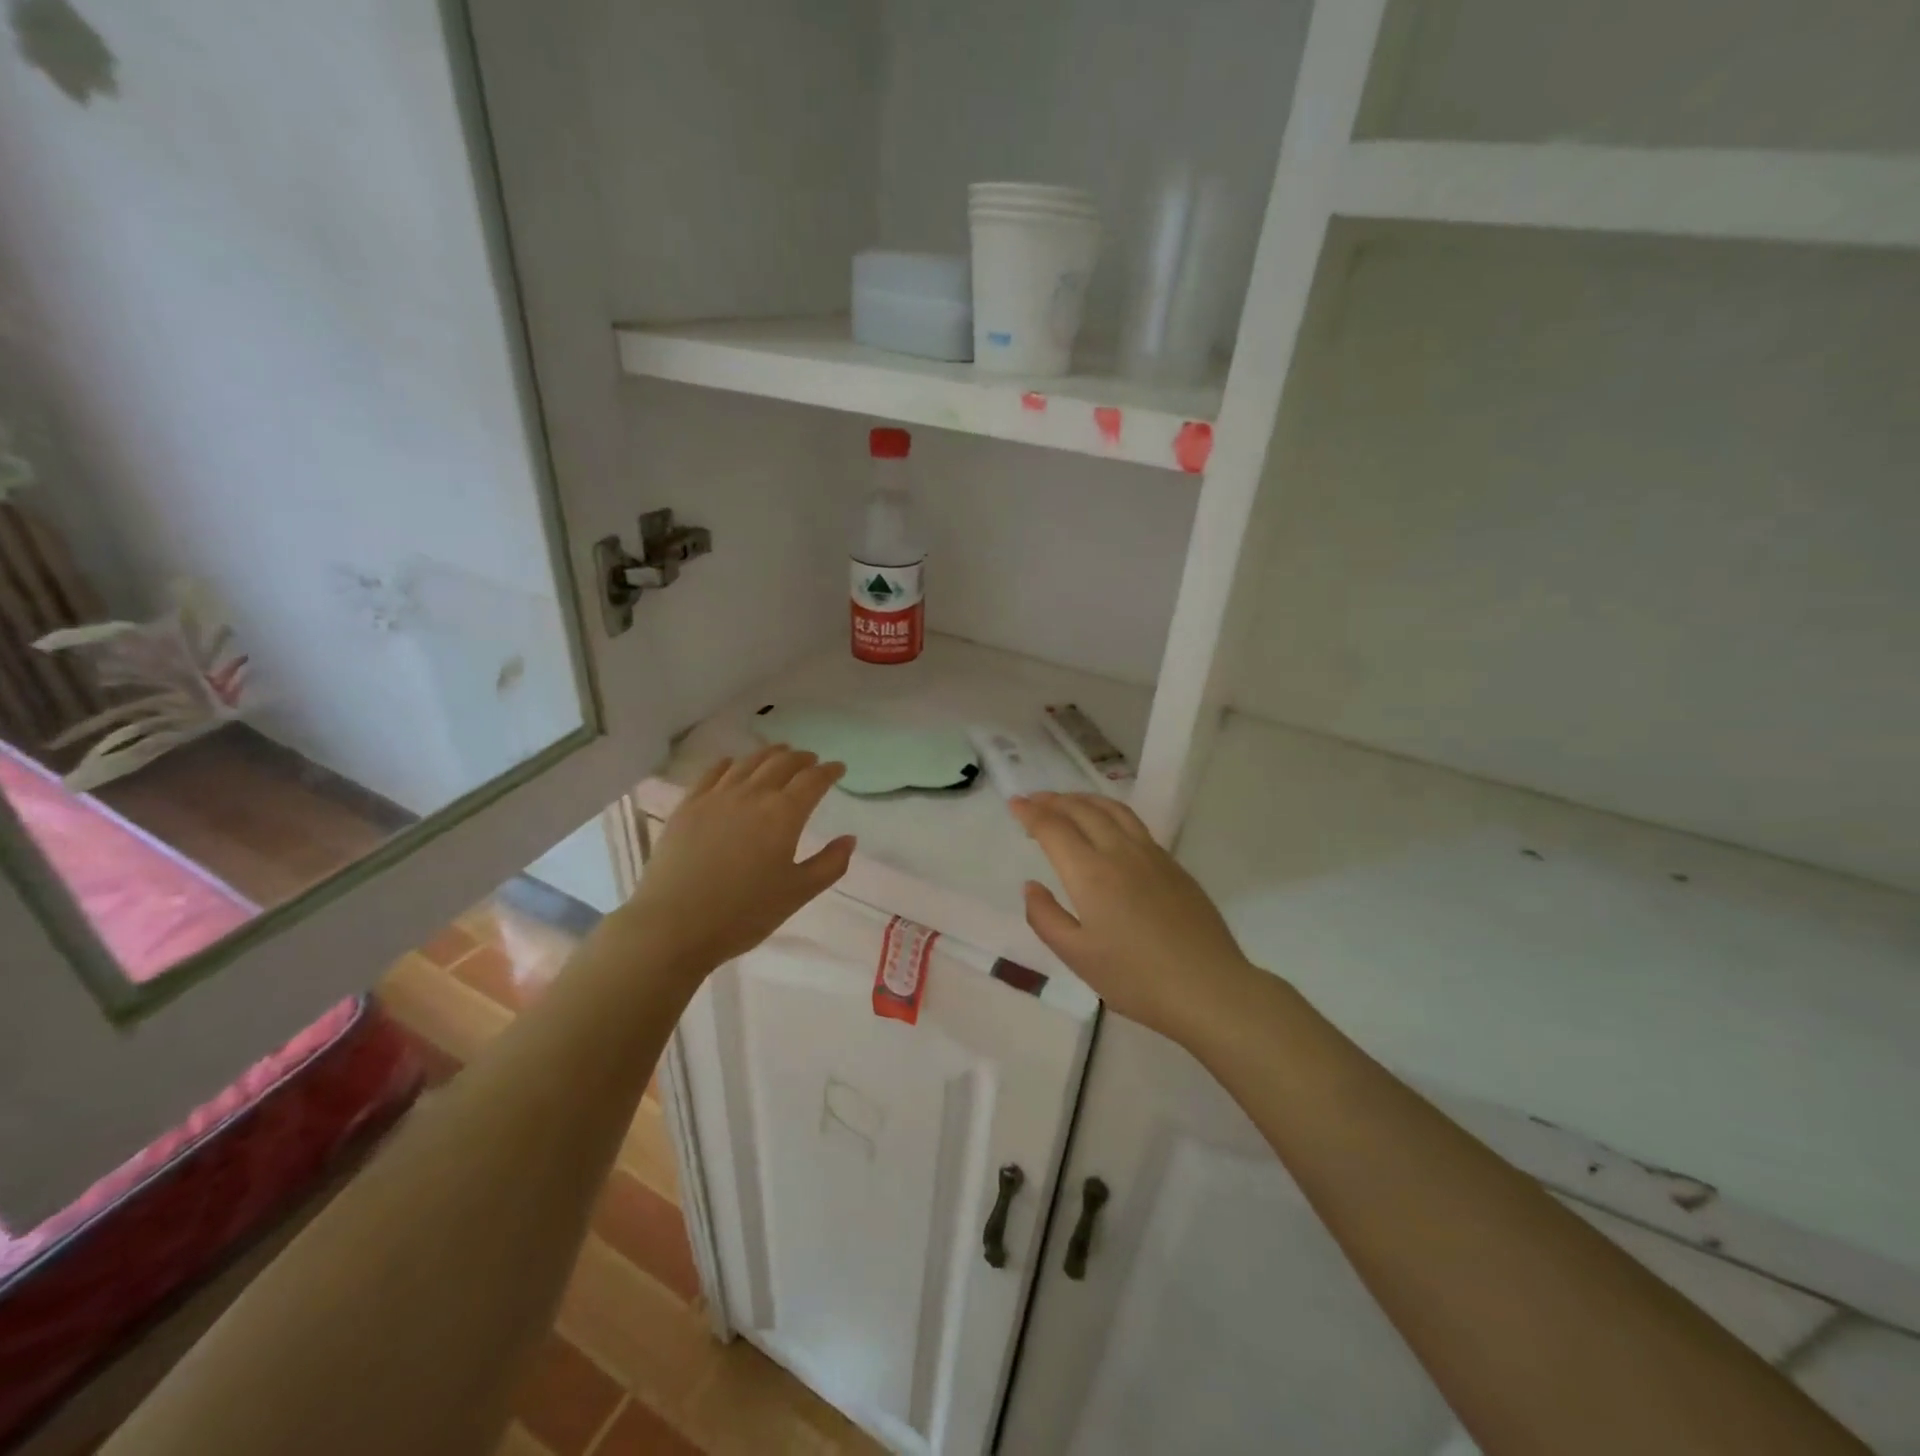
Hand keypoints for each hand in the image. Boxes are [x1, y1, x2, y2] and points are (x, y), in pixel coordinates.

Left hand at [624, 746, 855, 978]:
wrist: (674, 925)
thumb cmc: (743, 913)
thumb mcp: (798, 894)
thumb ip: (829, 864)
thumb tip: (849, 839)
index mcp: (784, 814)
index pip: (813, 780)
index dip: (829, 771)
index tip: (839, 768)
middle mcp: (752, 795)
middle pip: (781, 763)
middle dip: (801, 758)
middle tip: (811, 760)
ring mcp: (716, 797)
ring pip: (748, 762)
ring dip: (769, 754)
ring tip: (779, 753)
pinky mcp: (688, 806)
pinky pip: (712, 773)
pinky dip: (729, 763)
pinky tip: (732, 764)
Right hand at [1010, 792, 1257, 1043]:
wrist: (1208, 987)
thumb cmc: (1136, 978)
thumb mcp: (1077, 957)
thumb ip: (1046, 917)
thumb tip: (1031, 886)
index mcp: (1090, 873)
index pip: (1053, 828)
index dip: (1031, 813)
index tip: (1014, 803)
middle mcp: (1119, 852)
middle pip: (1082, 810)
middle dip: (1053, 800)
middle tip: (1034, 800)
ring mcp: (1151, 854)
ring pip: (1112, 809)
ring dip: (1083, 799)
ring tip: (1067, 801)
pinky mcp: (1173, 864)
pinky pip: (1134, 823)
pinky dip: (1109, 811)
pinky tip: (1108, 825)